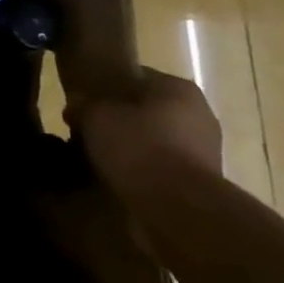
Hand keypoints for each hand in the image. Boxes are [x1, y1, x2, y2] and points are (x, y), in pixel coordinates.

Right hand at [66, 67, 222, 187]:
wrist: (178, 205)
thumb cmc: (137, 147)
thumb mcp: (95, 116)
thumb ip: (84, 105)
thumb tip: (77, 105)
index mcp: (177, 87)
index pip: (135, 77)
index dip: (105, 89)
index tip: (84, 104)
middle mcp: (198, 112)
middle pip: (147, 109)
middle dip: (120, 120)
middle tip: (88, 131)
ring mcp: (206, 148)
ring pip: (156, 138)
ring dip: (132, 146)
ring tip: (101, 158)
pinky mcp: (203, 179)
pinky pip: (163, 165)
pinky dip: (144, 169)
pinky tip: (121, 178)